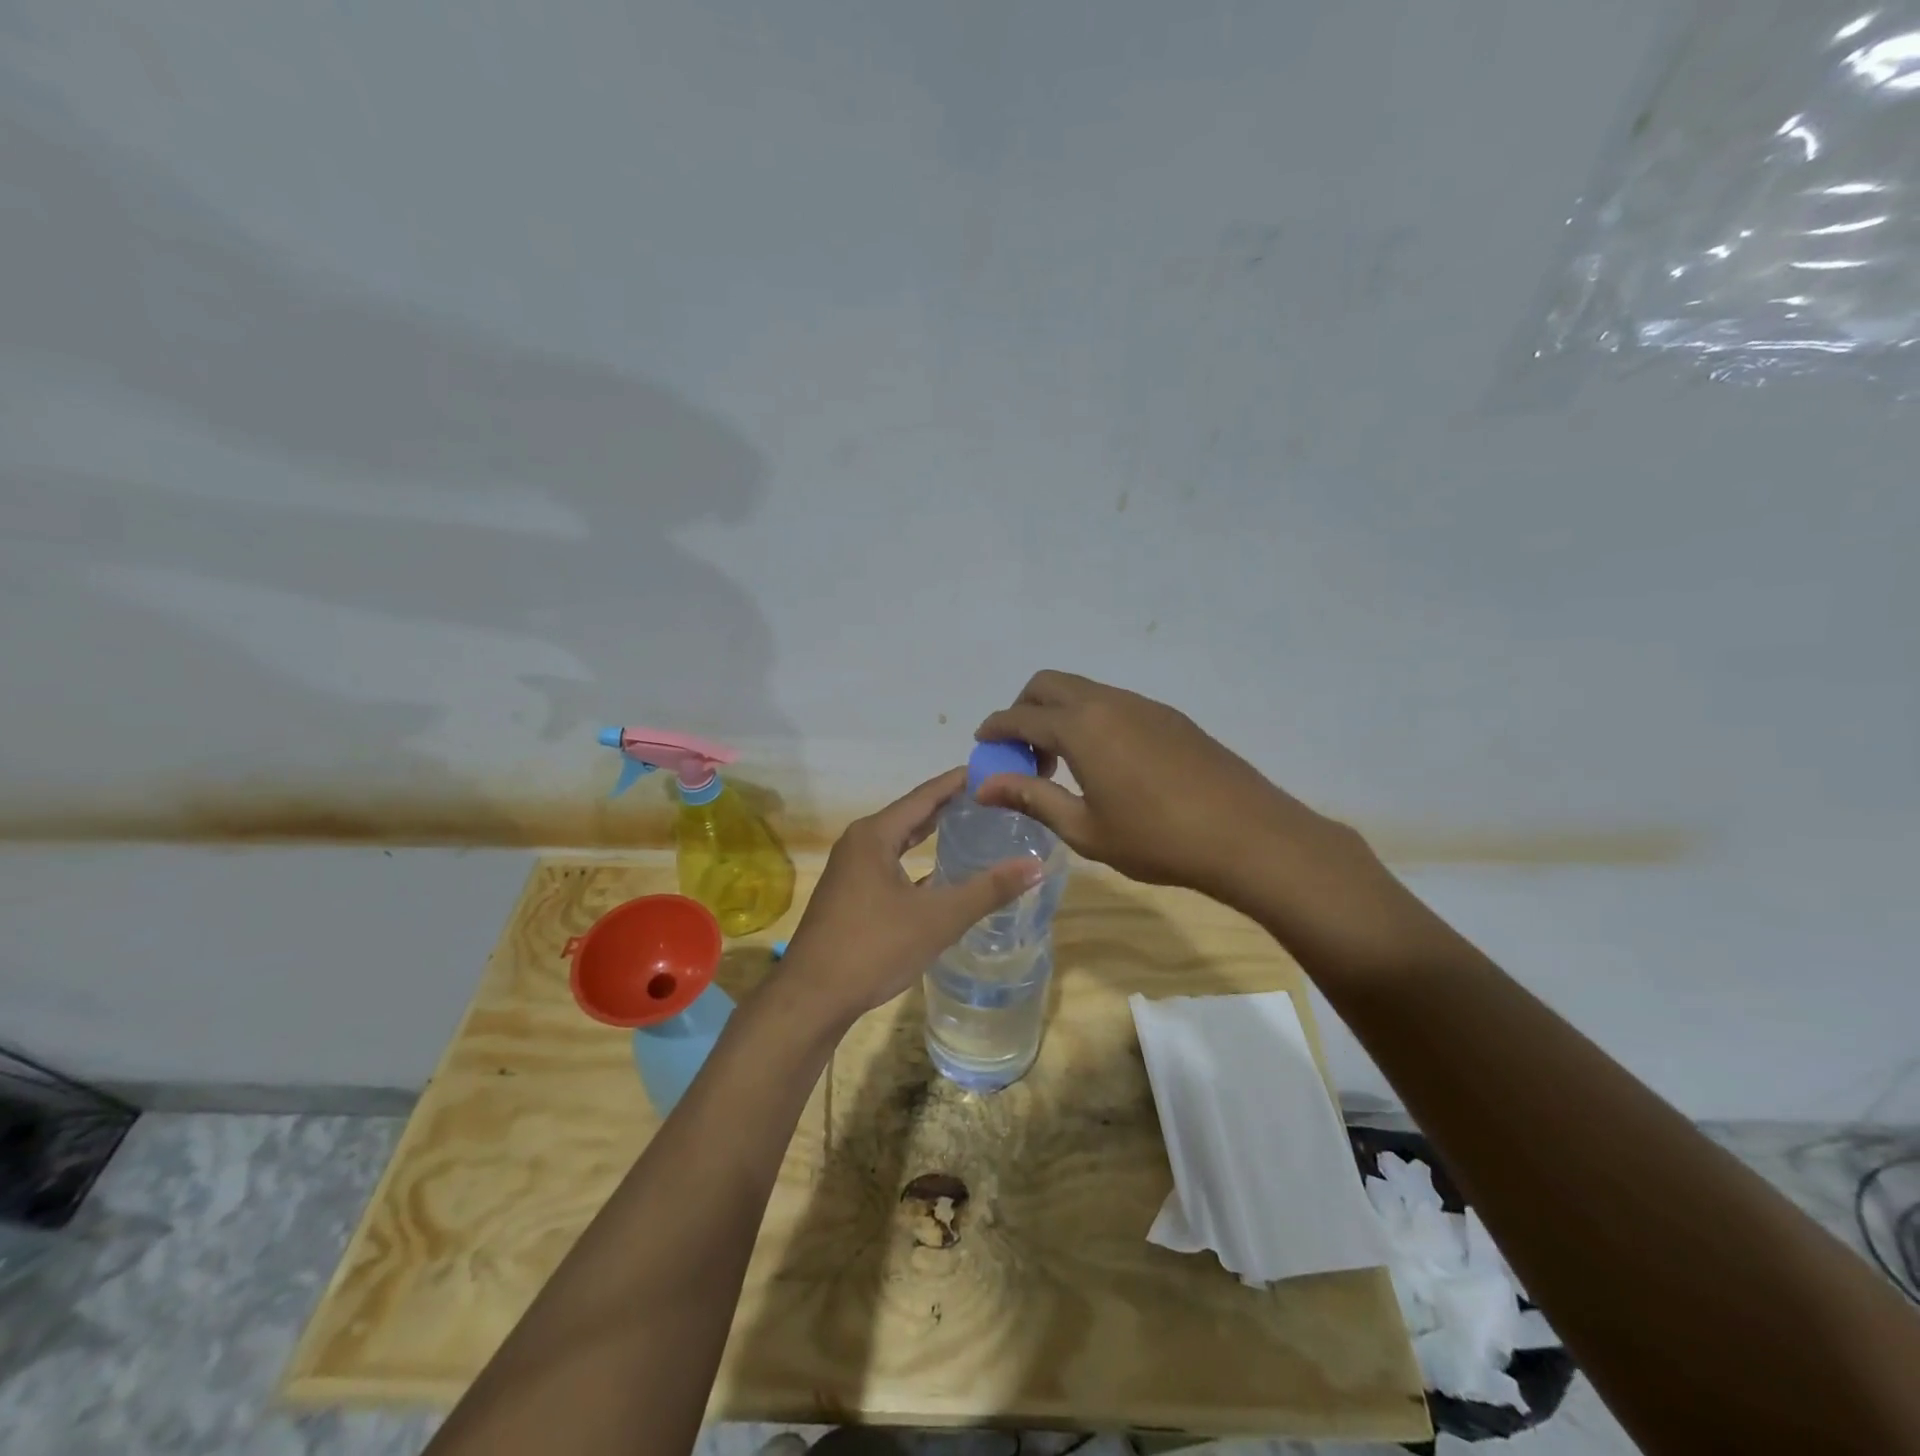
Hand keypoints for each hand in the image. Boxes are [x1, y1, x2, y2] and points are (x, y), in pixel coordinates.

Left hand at [776, 768, 1042, 1025]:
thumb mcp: (938, 918)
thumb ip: (987, 890)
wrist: (812, 998)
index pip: (924, 796)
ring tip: (969, 827)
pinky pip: (889, 866)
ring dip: (930, 834)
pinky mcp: (849, 896)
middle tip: (988, 798)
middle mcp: (859, 843)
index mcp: (874, 835)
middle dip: (947, 806)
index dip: (956, 782)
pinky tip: (939, 875)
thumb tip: (1035, 866)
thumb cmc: (874, 947)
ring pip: (898, 842)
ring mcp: (850, 871)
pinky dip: (916, 863)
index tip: (989, 770)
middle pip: (910, 815)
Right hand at [974, 671, 1379, 914]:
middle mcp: (1108, 702)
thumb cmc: (1157, 839)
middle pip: (1048, 684)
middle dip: (1024, 710)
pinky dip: (1092, 720)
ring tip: (1066, 766)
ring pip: (1084, 690)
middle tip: (1025, 755)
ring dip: (1060, 715)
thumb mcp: (1085, 828)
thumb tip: (983, 786)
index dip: (995, 729)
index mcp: (1081, 727)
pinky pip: (1114, 703)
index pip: (1020, 716)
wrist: (1247, 835)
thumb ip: (1032, 798)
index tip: (983, 746)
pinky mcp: (1170, 716)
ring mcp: (1143, 705)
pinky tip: (1107, 764)